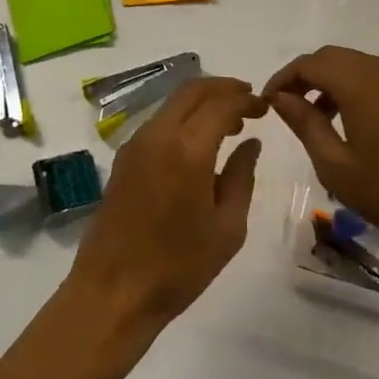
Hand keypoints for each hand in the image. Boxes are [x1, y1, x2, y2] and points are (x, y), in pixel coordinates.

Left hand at [68, 76, 266, 334]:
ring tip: (229, 123)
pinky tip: (198, 142)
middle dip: (224, 87)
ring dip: (202, 101)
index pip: (221, 104)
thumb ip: (241, 176)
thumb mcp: (227, 228)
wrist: (113, 291)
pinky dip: (183, 118)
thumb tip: (251, 142)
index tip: (265, 107)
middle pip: (193, 90)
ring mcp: (136, 143)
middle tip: (249, 101)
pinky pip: (158, 121)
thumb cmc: (178, 266)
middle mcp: (158, 134)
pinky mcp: (124, 157)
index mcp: (187, 149)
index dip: (246, 100)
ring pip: (173, 103)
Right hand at [265, 46, 378, 263]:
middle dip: (306, 77)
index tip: (267, 101)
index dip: (284, 78)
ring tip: (319, 119)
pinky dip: (357, 89)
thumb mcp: (337, 166)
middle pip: (333, 58)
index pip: (309, 63)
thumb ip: (305, 124)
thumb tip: (281, 97)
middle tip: (288, 107)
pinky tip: (355, 123)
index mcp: (359, 81)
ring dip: (332, 83)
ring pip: (357, 66)